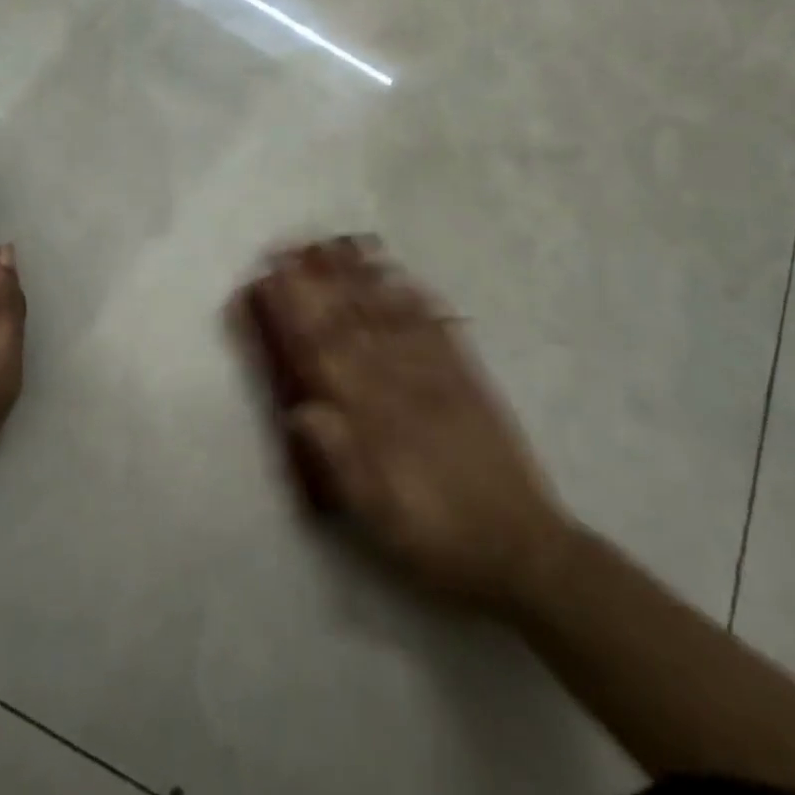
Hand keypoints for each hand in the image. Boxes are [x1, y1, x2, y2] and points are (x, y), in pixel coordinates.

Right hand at [235, 238, 572, 615]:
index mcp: (377, 418)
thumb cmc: (439, 541)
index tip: (270, 282)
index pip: (325, 354)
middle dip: (319, 281)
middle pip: (353, 322)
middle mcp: (404, 385)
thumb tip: (299, 410)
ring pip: (392, 316)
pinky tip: (402, 276)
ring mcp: (440, 376)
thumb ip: (341, 461)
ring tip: (339, 244)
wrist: (524, 551)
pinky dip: (417, 299)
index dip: (295, 313)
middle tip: (292, 246)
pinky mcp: (469, 379)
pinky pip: (438, 329)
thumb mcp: (380, 518)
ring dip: (362, 277)